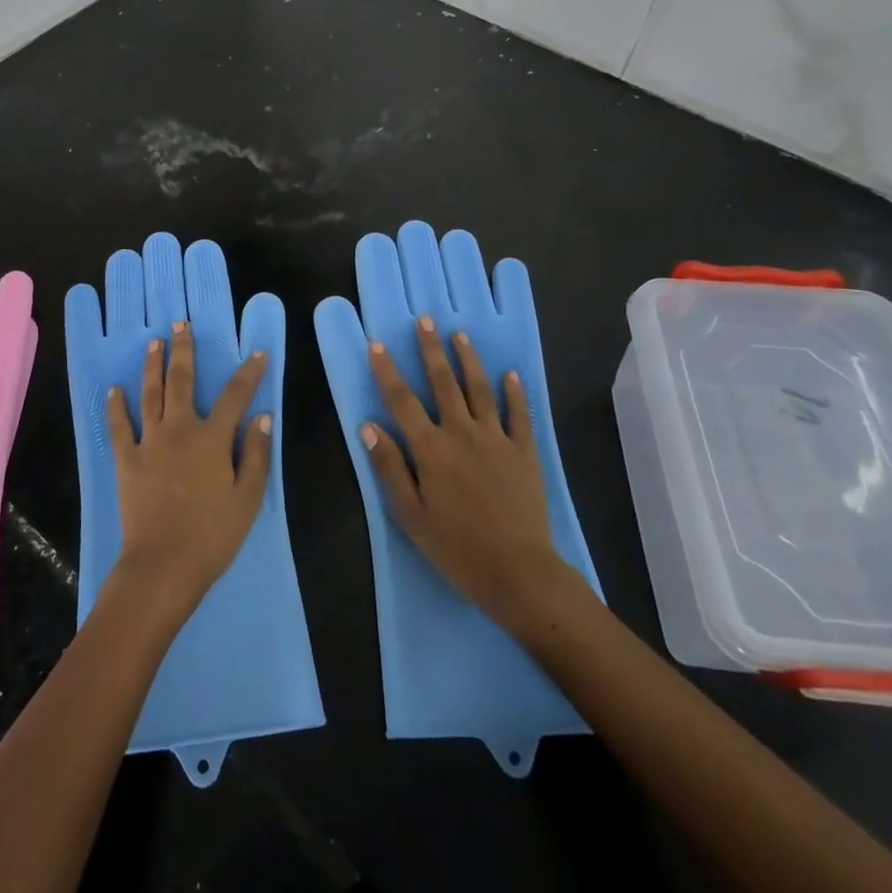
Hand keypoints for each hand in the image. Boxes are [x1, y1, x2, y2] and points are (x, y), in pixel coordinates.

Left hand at [104, 320, 270, 622]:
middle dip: (183, 350)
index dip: (248, 373)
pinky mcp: (126, 460)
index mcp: (212, 438)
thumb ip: (257, 454)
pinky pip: (119, 427)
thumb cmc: (212, 535)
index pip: (235, 396)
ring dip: (152, 366)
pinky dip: (116, 407)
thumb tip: (263, 416)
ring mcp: (149, 443)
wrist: (162, 565)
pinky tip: (114, 390)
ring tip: (153, 343)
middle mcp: (179, 430)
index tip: (257, 353)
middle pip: (181, 381)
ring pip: (150, 394)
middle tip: (180, 324)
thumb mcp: (248, 498)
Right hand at [364, 316, 581, 630]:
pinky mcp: (524, 452)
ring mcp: (497, 439)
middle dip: (431, 349)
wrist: (518, 572)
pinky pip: (518, 415)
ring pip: (479, 389)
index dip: (387, 371)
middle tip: (425, 320)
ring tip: (460, 335)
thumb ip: (390, 467)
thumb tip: (367, 426)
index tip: (377, 344)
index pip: (402, 401)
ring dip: (468, 360)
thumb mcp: (411, 515)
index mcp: (431, 449)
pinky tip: (511, 374)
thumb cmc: (456, 547)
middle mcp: (462, 433)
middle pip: (443, 383)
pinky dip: (514, 393)